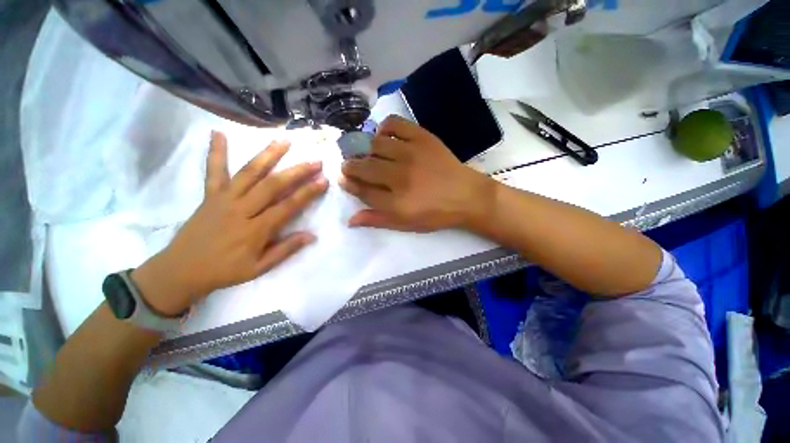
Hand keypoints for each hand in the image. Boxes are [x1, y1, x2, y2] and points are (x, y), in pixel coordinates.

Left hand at [131, 132, 328, 315]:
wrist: (181, 270)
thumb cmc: (225, 271)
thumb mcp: (259, 268)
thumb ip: (285, 250)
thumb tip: (311, 236)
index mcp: (256, 230)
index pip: (288, 206)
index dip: (308, 193)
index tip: (323, 181)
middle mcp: (241, 209)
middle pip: (272, 185)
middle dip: (296, 171)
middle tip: (314, 161)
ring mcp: (224, 199)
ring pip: (249, 173)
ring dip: (268, 155)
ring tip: (284, 141)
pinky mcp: (209, 195)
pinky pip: (213, 171)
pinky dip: (216, 152)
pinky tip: (218, 132)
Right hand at [339, 116, 493, 232]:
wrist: (466, 196)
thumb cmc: (436, 214)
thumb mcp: (406, 224)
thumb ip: (378, 220)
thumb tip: (350, 219)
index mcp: (396, 202)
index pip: (362, 190)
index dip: (349, 184)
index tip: (344, 179)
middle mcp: (400, 177)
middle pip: (364, 166)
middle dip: (350, 166)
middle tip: (350, 165)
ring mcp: (411, 154)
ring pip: (375, 145)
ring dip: (365, 149)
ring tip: (368, 154)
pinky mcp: (422, 138)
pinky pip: (395, 124)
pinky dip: (384, 127)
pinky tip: (383, 136)